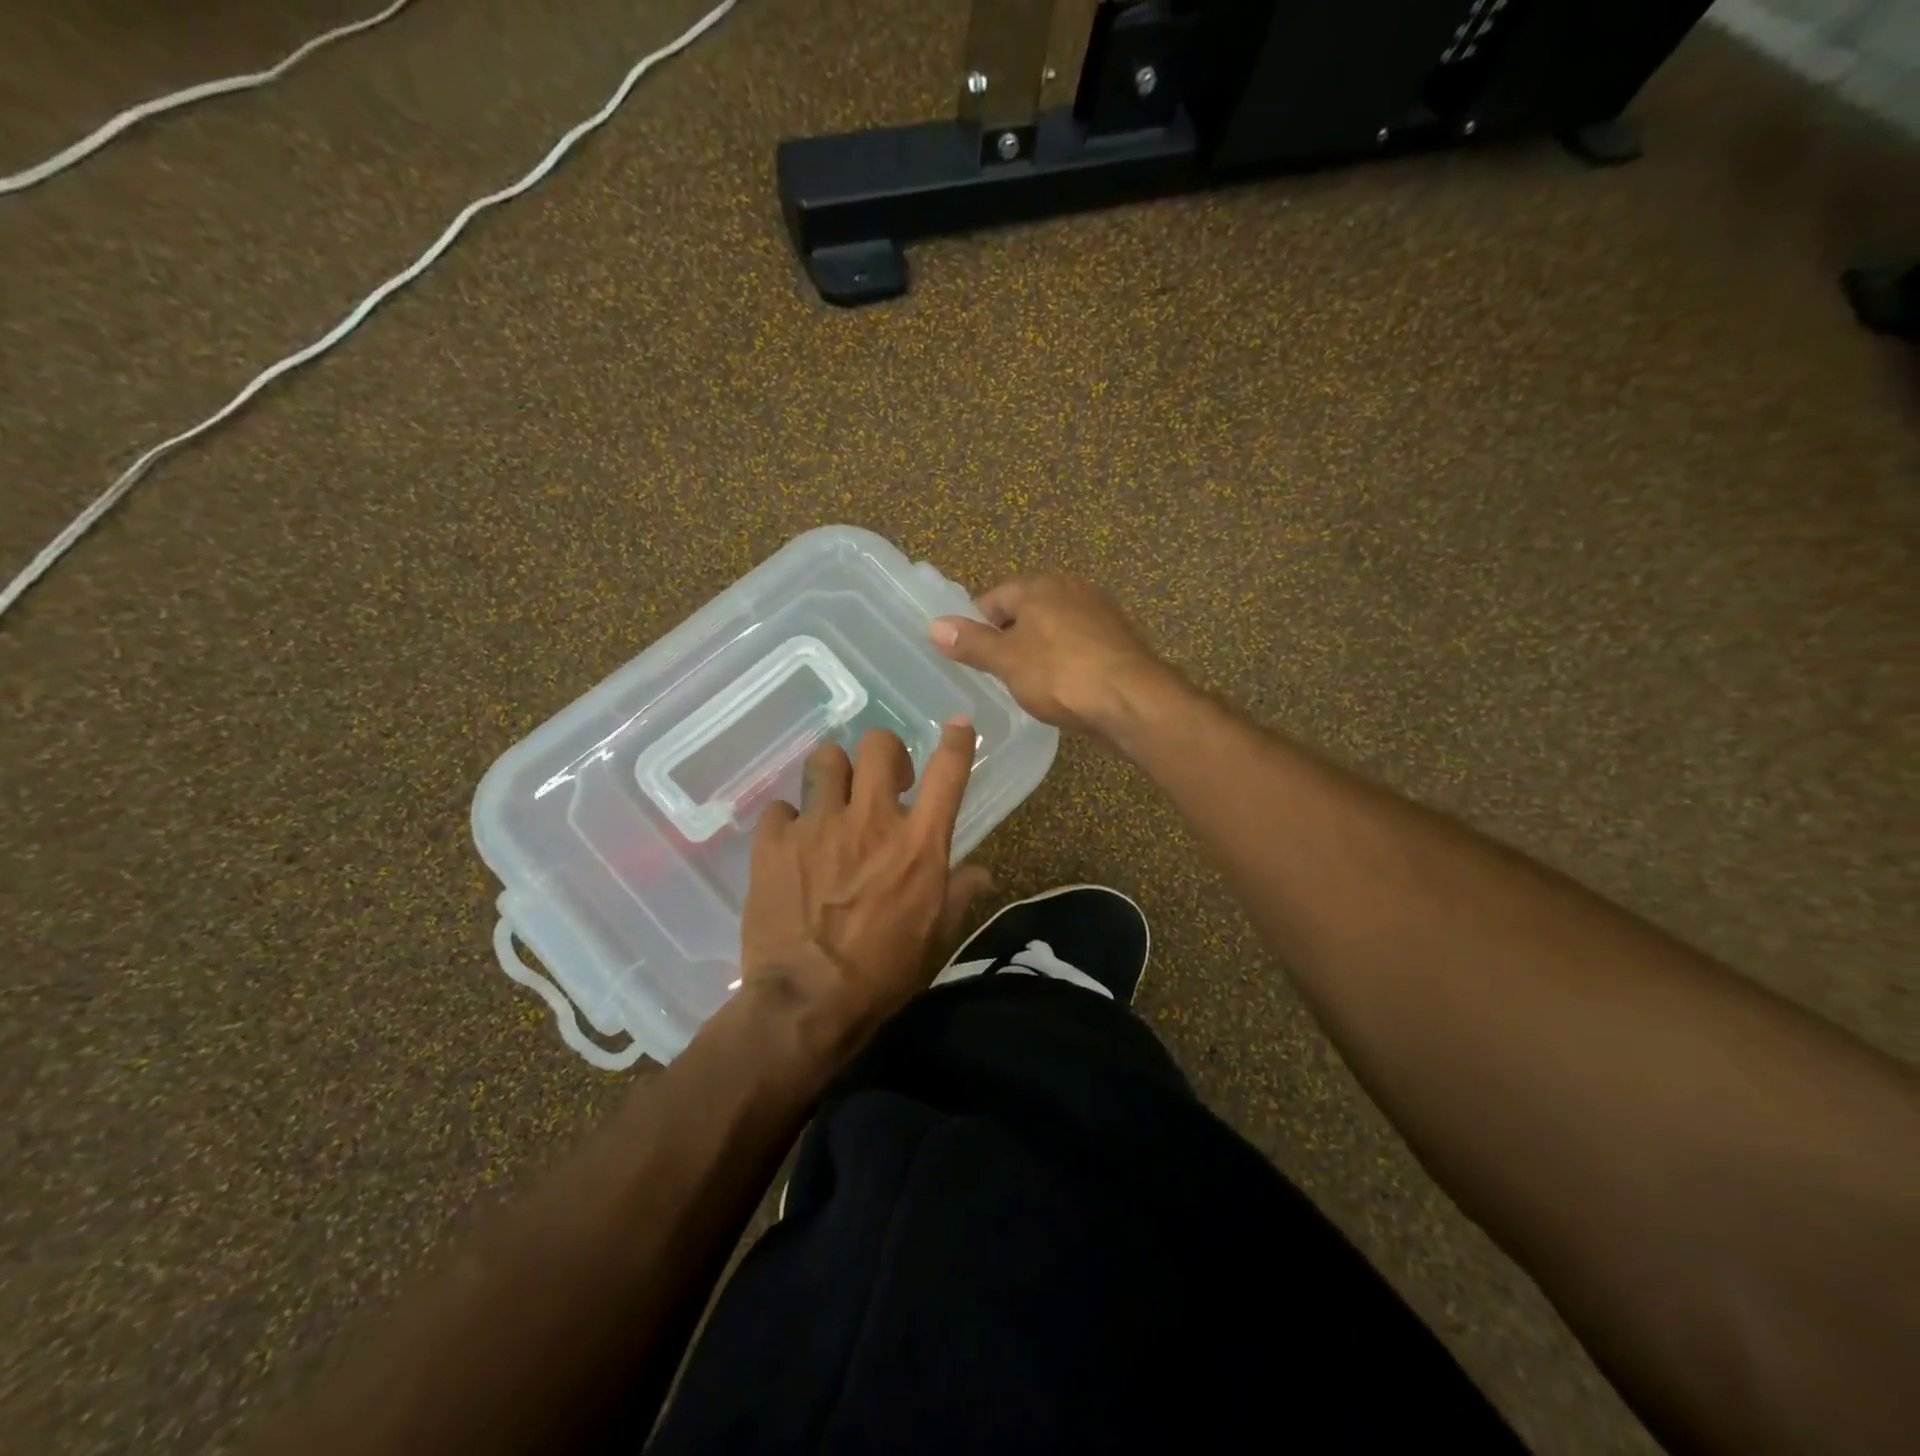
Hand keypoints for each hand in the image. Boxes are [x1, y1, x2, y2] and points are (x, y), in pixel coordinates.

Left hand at [739, 722, 990, 1064]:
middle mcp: (871, 820)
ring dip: (833, 774)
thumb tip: (982, 872)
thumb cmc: (883, 972)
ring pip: (825, 760)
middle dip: (884, 752)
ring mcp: (819, 826)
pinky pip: (781, 807)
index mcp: (919, 843)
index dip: (958, 740)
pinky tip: (791, 846)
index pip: (948, 772)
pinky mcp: (774, 841)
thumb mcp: (936, 936)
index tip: (959, 724)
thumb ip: (960, 893)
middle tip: (881, 779)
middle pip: (878, 745)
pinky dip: (789, 821)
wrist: (807, 1002)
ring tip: (831, 800)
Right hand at [930, 574, 1186, 745]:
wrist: (1133, 700)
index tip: (972, 657)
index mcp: (1039, 586)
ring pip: (1055, 627)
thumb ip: (971, 642)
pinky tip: (1065, 686)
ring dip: (1040, 649)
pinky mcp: (1120, 638)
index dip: (977, 626)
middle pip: (1026, 610)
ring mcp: (1100, 612)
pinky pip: (1080, 644)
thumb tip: (934, 625)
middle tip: (999, 673)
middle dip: (1010, 637)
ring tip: (1030, 683)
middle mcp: (1071, 588)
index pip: (994, 598)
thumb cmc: (1060, 675)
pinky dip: (1067, 660)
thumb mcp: (1007, 661)